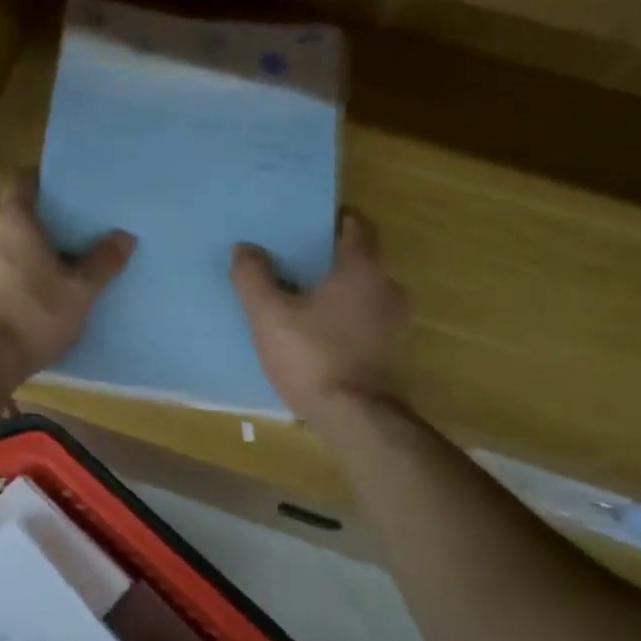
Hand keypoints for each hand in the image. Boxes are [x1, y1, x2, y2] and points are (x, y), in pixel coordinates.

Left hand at [0, 173, 134, 392]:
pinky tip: (18, 309)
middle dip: (34, 231)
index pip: (22, 183)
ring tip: (43, 281)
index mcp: (12, 223)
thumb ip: (102, 263)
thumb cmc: (29, 317)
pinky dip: (1, 288)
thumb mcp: (78, 293)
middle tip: (63, 244)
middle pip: (10, 222)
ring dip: (16, 262)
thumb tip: (124, 235)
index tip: (61, 190)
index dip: (42, 182)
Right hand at [232, 212, 409, 431]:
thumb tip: (244, 249)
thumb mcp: (269, 316)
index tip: (306, 225)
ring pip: (365, 292)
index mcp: (363, 269)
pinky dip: (347, 319)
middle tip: (296, 265)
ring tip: (304, 301)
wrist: (355, 419)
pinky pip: (368, 320)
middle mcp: (389, 288)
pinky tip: (320, 334)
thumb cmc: (313, 357)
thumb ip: (253, 278)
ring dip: (339, 293)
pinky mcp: (393, 350)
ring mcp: (397, 322)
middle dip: (330, 260)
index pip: (357, 226)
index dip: (332, 221)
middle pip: (360, 260)